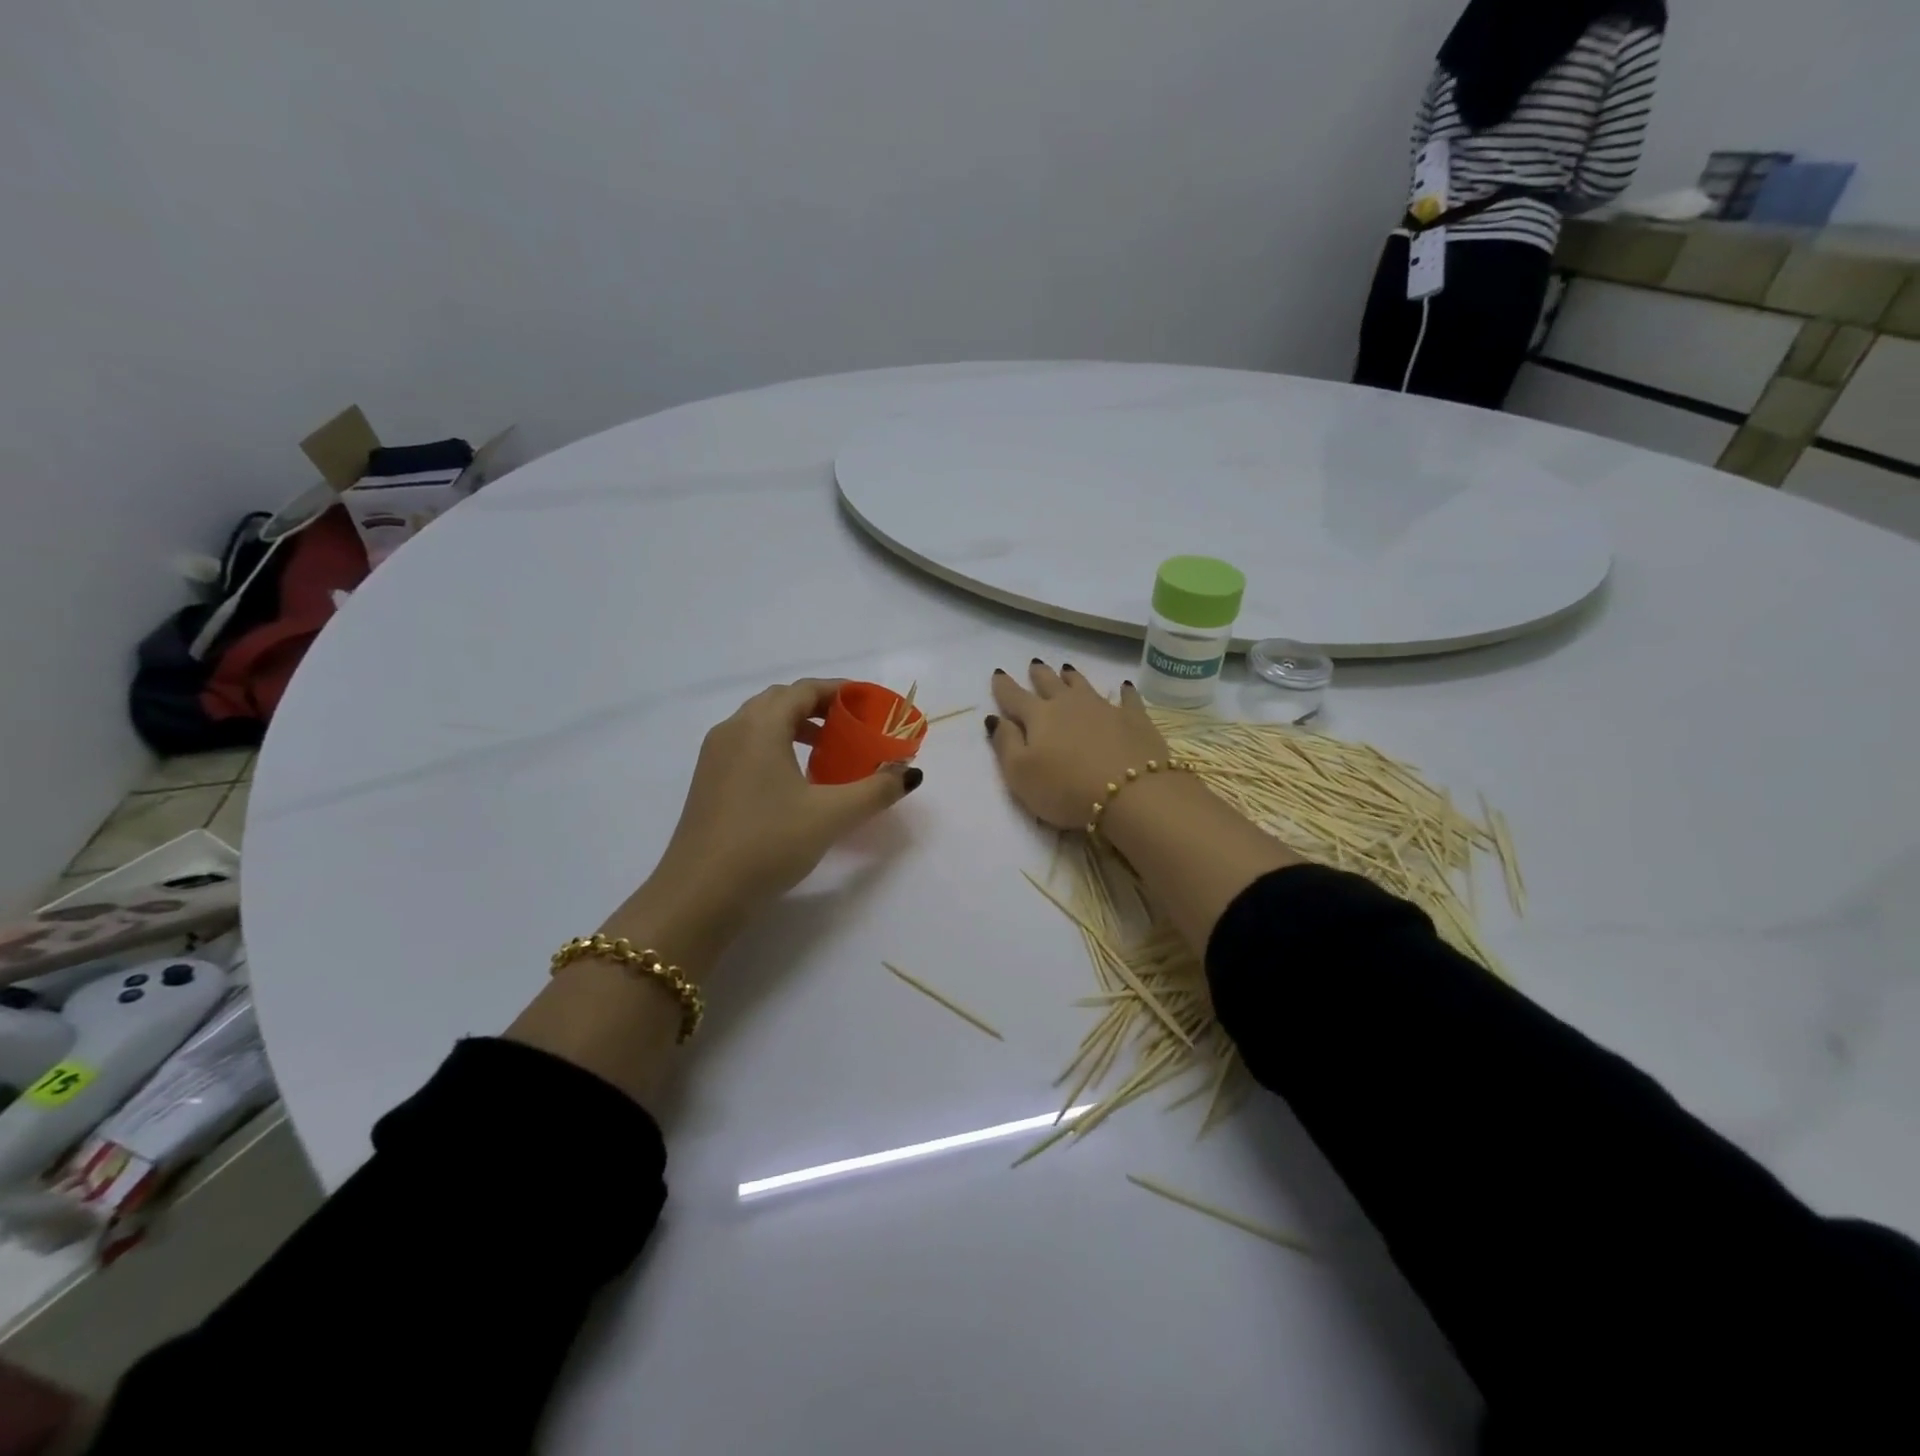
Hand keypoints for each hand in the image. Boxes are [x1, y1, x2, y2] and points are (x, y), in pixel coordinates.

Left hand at [604, 680, 921, 961]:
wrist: (700, 894)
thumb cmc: (767, 843)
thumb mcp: (831, 815)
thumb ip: (876, 789)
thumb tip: (910, 772)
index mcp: (760, 726)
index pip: (805, 690)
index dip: (841, 691)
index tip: (871, 705)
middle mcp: (733, 730)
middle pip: (782, 701)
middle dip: (821, 707)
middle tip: (855, 727)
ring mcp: (715, 756)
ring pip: (762, 724)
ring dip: (798, 727)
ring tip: (830, 751)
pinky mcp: (709, 781)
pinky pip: (749, 746)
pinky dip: (778, 746)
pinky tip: (797, 780)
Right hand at [987, 661, 1170, 829]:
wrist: (1132, 793)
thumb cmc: (1066, 789)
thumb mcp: (1020, 774)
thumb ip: (1005, 744)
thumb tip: (996, 719)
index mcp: (1039, 717)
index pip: (1015, 697)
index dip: (1004, 686)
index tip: (998, 673)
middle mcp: (1070, 705)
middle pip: (1050, 684)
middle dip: (1040, 674)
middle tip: (1035, 664)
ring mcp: (1105, 709)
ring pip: (1084, 685)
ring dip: (1073, 677)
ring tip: (1066, 669)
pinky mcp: (1135, 719)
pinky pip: (1128, 698)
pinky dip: (1124, 691)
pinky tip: (1124, 686)